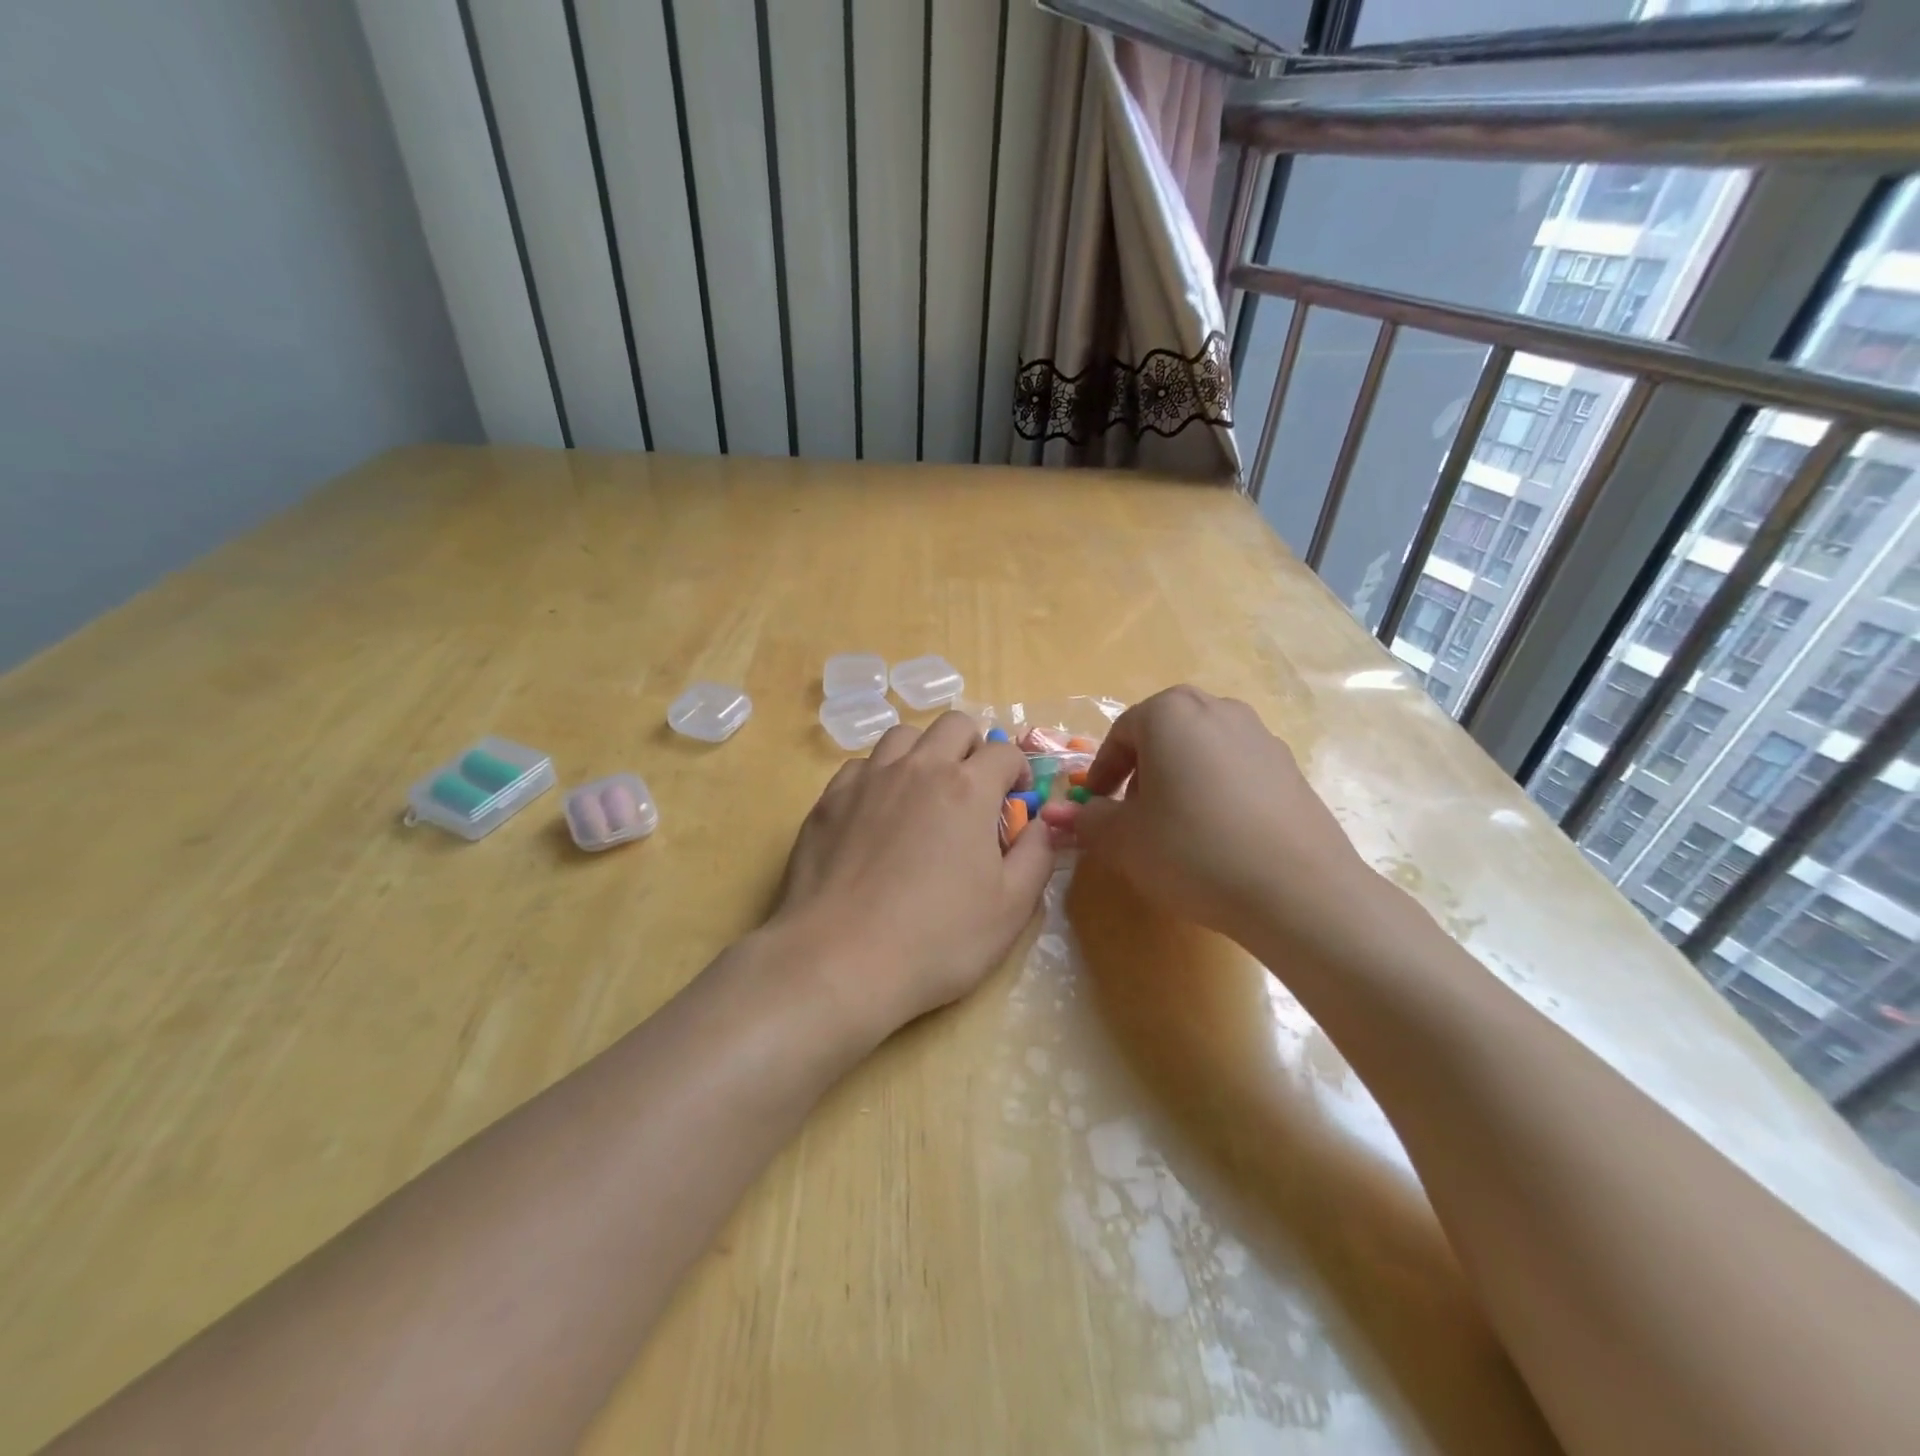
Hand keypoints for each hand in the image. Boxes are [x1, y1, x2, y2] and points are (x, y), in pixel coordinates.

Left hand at [771, 712, 1056, 1041]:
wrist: (838, 961)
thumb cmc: (936, 940)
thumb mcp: (1010, 909)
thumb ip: (1036, 855)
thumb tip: (1040, 824)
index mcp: (967, 788)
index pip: (1004, 751)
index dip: (1019, 770)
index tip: (1016, 800)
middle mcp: (918, 768)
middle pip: (954, 725)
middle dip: (974, 747)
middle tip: (973, 791)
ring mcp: (867, 780)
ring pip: (903, 736)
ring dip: (924, 754)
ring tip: (924, 795)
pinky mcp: (828, 800)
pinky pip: (861, 766)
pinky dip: (879, 777)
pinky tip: (877, 815)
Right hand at [1041, 685, 1380, 950]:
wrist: (1297, 889)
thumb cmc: (1192, 850)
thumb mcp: (1124, 840)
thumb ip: (1087, 821)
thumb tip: (1057, 816)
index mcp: (1170, 713)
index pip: (1121, 734)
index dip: (1102, 772)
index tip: (1096, 806)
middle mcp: (1218, 709)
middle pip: (1164, 734)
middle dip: (1142, 771)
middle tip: (1133, 814)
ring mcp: (1261, 736)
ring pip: (1202, 749)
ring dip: (1180, 779)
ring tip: (1177, 827)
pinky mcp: (1291, 768)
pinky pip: (1237, 769)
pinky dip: (1217, 791)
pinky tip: (1219, 836)